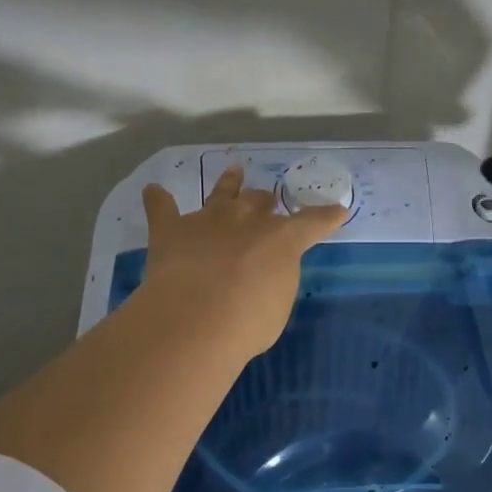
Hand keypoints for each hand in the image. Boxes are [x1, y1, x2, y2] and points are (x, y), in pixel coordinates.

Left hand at [139, 164, 348, 361]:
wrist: (196, 317)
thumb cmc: (248, 321)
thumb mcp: (278, 304)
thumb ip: (275, 280)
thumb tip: (265, 273)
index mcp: (281, 239)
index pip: (312, 222)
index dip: (326, 217)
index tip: (338, 210)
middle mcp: (246, 219)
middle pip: (260, 201)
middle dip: (266, 203)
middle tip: (268, 204)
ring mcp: (207, 220)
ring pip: (221, 192)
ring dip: (229, 182)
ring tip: (234, 171)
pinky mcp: (170, 229)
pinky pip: (162, 208)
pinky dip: (158, 200)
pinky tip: (153, 192)